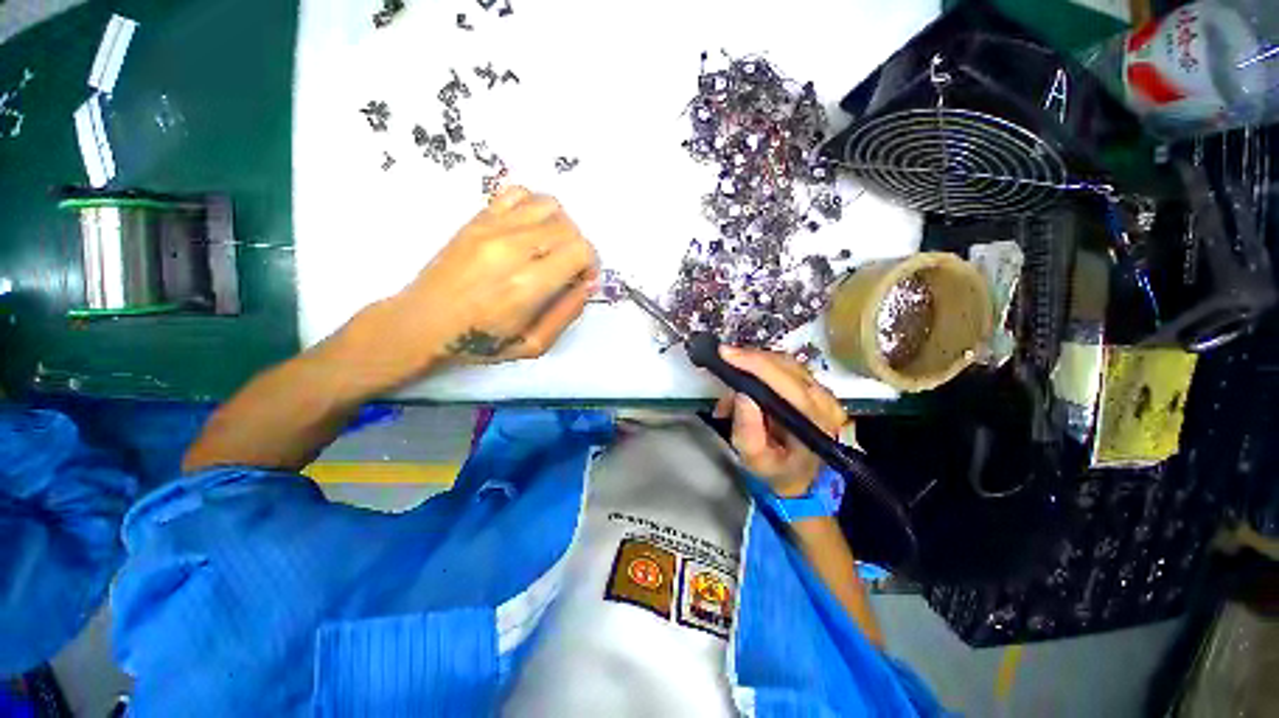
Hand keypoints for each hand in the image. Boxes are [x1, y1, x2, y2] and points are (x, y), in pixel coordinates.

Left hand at [394, 186, 599, 365]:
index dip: (590, 265)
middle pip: (569, 228)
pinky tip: (529, 230)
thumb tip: (588, 284)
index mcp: (527, 285)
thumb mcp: (534, 345)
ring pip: (549, 205)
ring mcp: (491, 228)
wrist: (421, 323)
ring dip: (560, 227)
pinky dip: (534, 207)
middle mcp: (512, 248)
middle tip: (566, 270)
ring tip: (550, 248)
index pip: (580, 251)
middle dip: (578, 249)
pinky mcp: (476, 219)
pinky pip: (518, 193)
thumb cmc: (479, 342)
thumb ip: (567, 313)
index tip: (581, 280)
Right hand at [712, 346, 848, 497]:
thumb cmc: (777, 470)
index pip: (786, 383)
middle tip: (723, 362)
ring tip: (732, 379)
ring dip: (752, 364)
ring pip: (784, 362)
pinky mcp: (812, 386)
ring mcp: (822, 391)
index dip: (755, 364)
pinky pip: (784, 366)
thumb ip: (748, 431)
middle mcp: (825, 400)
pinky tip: (744, 381)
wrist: (800, 476)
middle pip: (786, 365)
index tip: (726, 354)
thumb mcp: (755, 460)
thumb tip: (740, 394)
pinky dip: (759, 368)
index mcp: (815, 421)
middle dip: (750, 360)